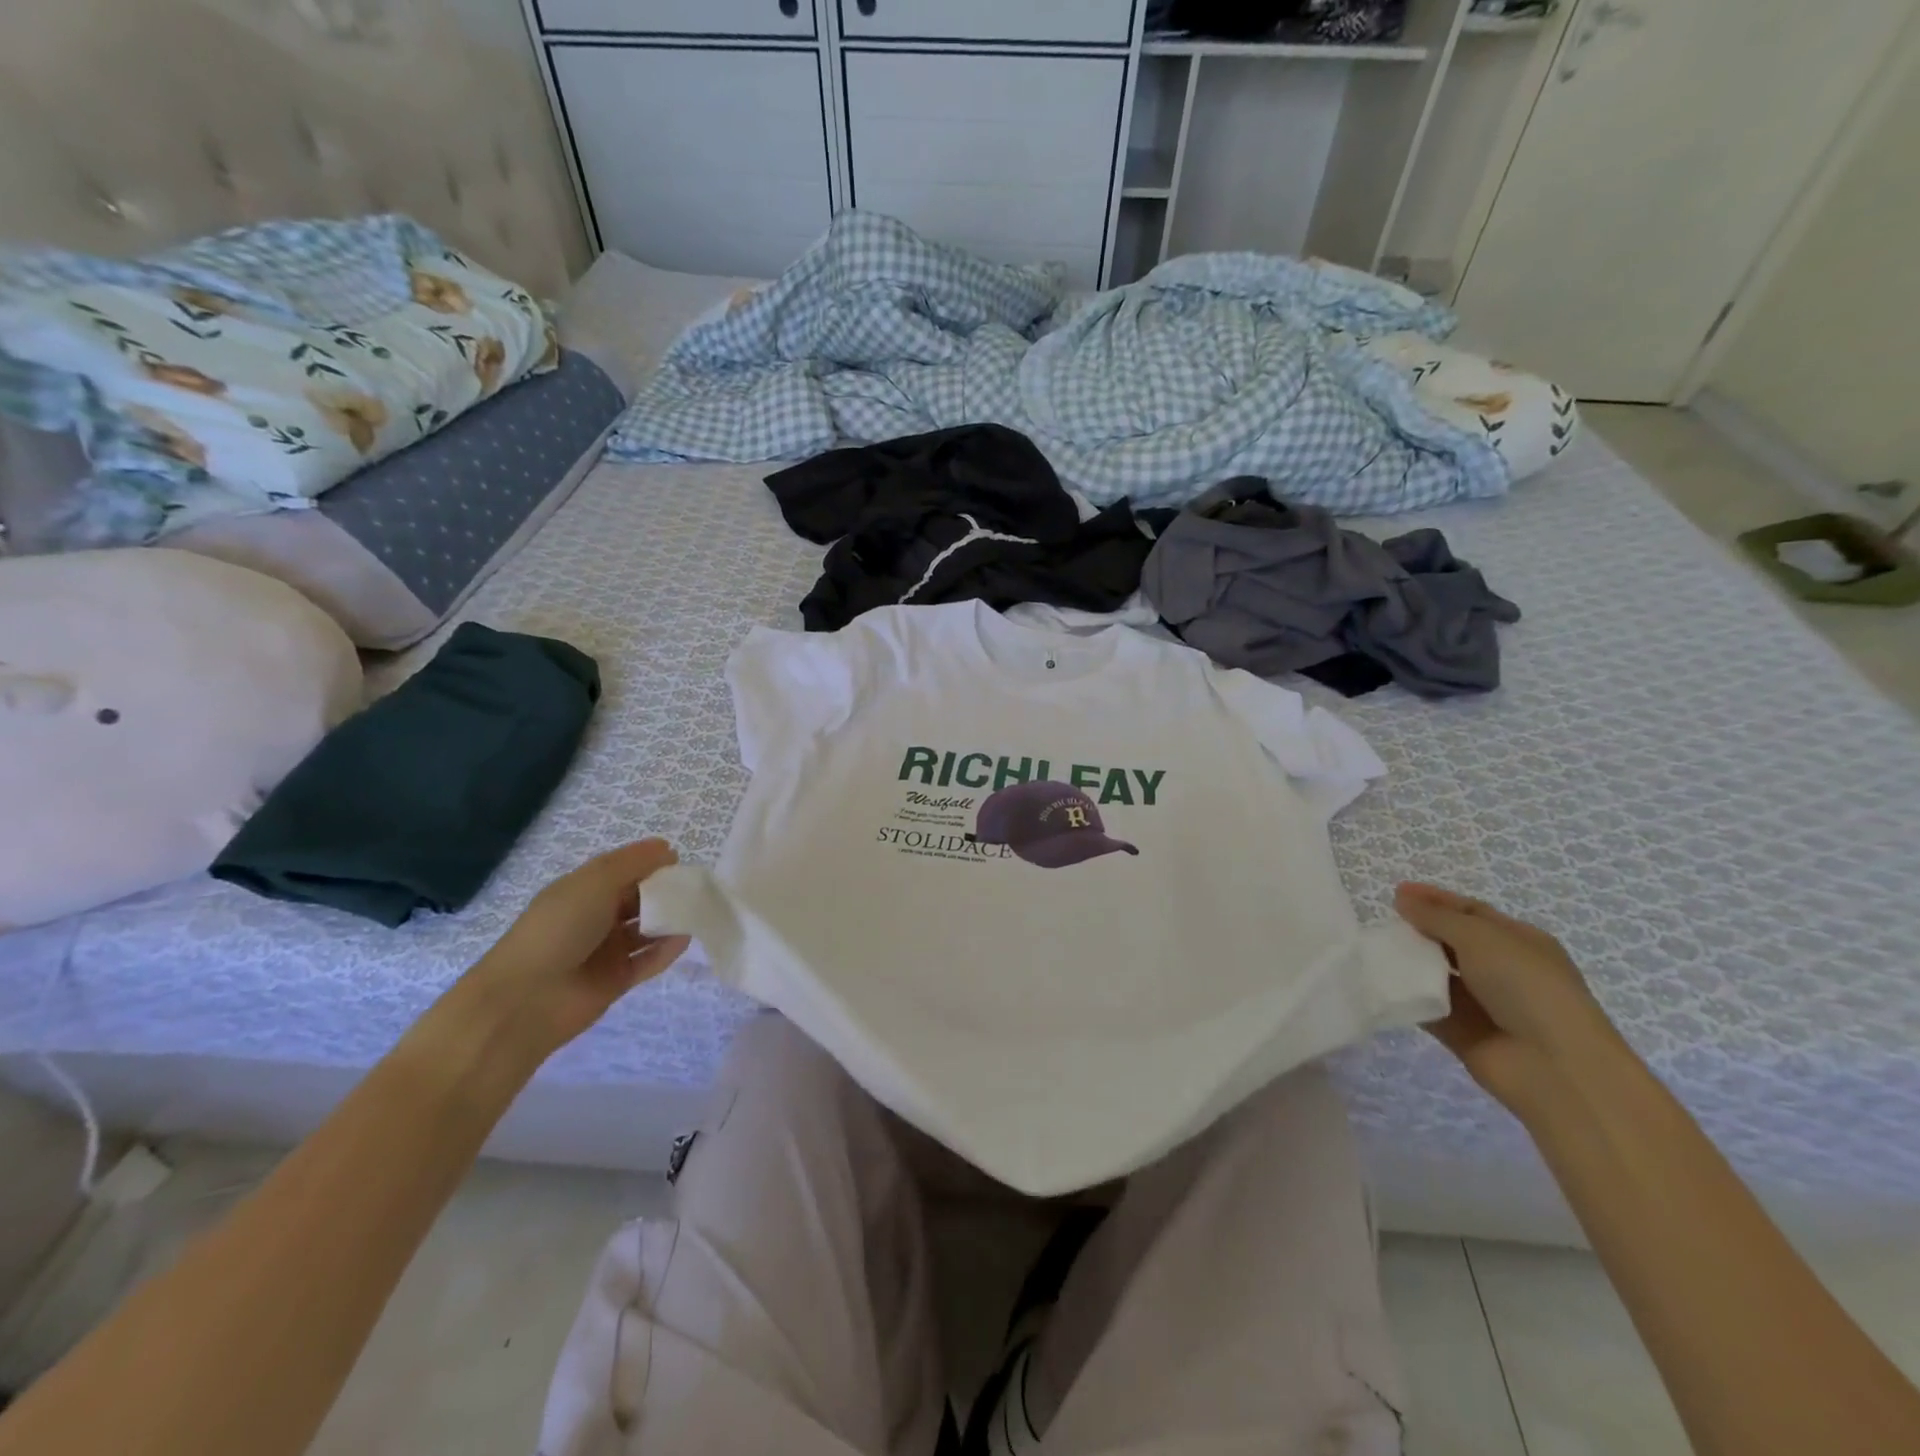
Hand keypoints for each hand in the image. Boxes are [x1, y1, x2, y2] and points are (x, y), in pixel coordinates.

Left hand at [466, 841, 690, 1054]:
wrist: (526, 999)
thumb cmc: (559, 928)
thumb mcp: (595, 882)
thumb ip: (634, 863)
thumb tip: (668, 849)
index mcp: (582, 891)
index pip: (623, 871)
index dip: (650, 864)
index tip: (679, 861)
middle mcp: (594, 917)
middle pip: (638, 899)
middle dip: (665, 892)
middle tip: (694, 889)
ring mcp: (605, 950)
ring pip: (646, 930)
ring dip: (669, 921)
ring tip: (697, 912)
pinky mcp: (617, 980)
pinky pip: (648, 960)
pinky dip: (666, 950)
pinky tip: (684, 939)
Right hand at [1395, 883, 1626, 1119]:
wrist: (1555, 1067)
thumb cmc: (1526, 987)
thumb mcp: (1481, 937)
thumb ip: (1437, 917)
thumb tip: (1403, 899)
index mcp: (1519, 942)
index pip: (1471, 911)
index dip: (1435, 900)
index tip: (1396, 892)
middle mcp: (1502, 970)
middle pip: (1451, 942)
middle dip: (1419, 930)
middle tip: (1382, 924)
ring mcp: (1483, 1003)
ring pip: (1437, 974)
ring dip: (1409, 962)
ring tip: (1373, 950)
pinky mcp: (1462, 1032)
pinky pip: (1427, 1007)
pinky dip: (1405, 996)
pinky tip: (1378, 983)